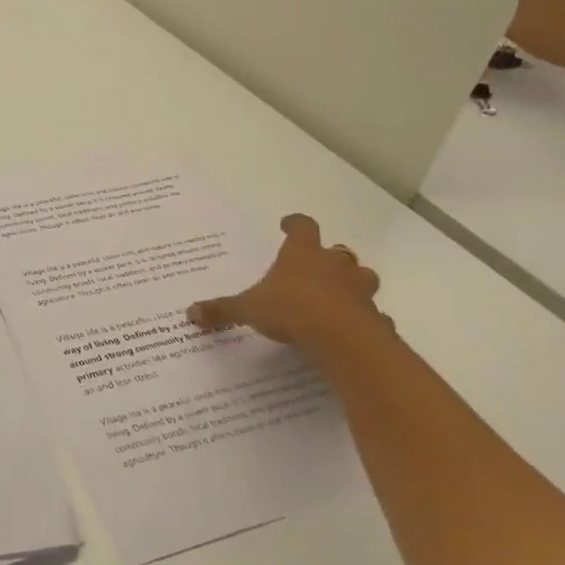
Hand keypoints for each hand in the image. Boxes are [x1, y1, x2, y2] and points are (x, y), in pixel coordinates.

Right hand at [187, 214, 391, 355]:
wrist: (342, 339)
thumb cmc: (291, 310)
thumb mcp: (249, 309)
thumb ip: (222, 309)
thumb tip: (190, 312)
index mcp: (302, 254)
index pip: (302, 227)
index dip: (295, 224)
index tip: (288, 225)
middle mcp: (334, 265)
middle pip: (336, 251)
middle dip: (327, 258)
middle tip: (315, 267)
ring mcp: (359, 290)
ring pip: (361, 277)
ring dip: (352, 283)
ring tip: (338, 296)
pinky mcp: (374, 317)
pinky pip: (372, 313)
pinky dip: (364, 318)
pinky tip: (353, 329)